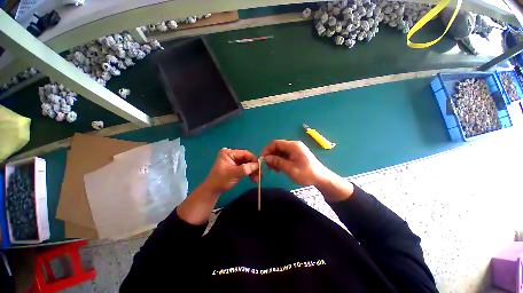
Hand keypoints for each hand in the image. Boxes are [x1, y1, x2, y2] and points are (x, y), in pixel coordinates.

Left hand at [203, 148, 259, 194]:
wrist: (213, 190)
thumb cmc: (221, 180)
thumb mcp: (233, 174)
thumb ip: (246, 168)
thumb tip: (258, 165)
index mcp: (229, 153)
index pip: (245, 153)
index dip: (254, 160)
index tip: (260, 168)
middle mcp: (232, 154)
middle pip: (247, 158)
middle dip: (254, 167)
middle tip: (260, 175)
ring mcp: (234, 160)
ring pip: (247, 163)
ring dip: (253, 171)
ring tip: (256, 179)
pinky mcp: (236, 166)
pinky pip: (245, 167)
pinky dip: (250, 172)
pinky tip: (253, 178)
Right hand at [261, 140, 353, 201]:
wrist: (321, 178)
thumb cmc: (306, 173)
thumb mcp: (290, 169)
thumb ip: (277, 162)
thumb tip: (266, 158)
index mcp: (293, 146)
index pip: (276, 143)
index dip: (267, 149)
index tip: (263, 159)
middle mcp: (294, 145)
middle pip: (278, 147)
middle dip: (271, 155)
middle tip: (268, 166)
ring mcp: (295, 150)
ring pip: (280, 151)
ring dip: (275, 159)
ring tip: (274, 169)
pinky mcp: (296, 154)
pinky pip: (285, 155)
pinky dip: (280, 160)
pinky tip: (279, 168)